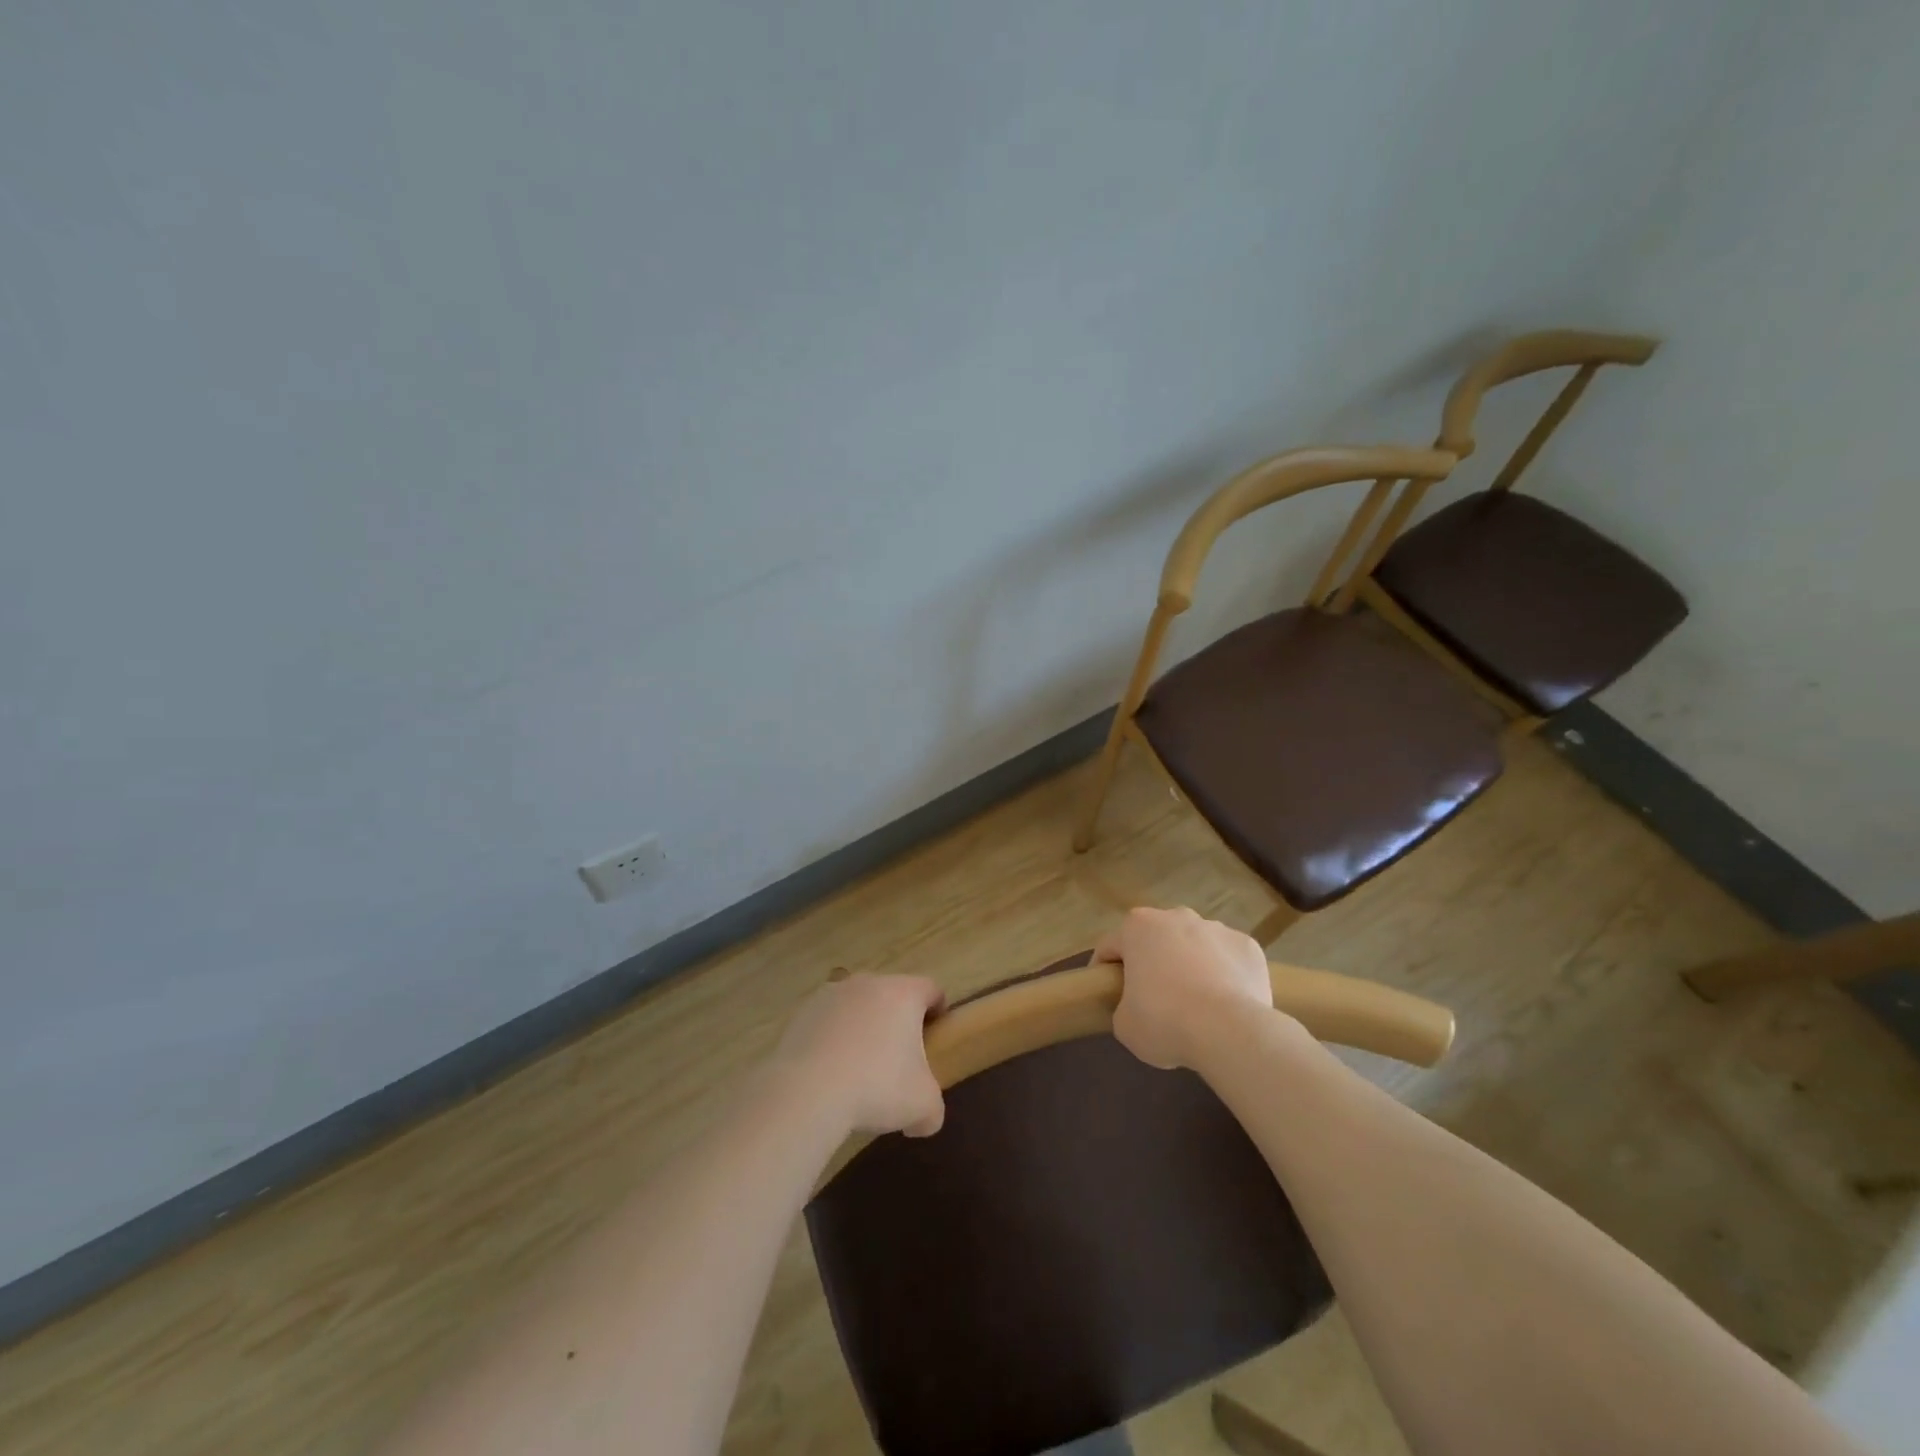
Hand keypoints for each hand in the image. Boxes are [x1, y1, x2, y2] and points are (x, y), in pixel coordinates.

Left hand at [772, 974, 946, 1137]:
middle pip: (891, 995)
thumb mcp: (923, 1106)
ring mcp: (831, 994)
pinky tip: (829, 1072)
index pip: (931, 989)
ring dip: (862, 1028)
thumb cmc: (877, 1088)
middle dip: (897, 1021)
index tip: (935, 1036)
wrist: (807, 1092)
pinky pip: (827, 1022)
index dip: (938, 1011)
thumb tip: (924, 1119)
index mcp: (903, 993)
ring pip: (857, 1006)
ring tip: (859, 1068)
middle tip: (898, 1058)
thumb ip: (933, 1109)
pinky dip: (832, 1039)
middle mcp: (868, 982)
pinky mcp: (802, 1013)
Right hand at [1094, 907, 1273, 1069]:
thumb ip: (1124, 1006)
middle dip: (1153, 962)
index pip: (1110, 946)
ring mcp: (1215, 928)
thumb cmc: (1165, 1021)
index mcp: (1138, 927)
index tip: (1107, 993)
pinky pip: (1229, 959)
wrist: (1230, 1031)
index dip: (1104, 970)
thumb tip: (1136, 1007)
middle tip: (1154, 998)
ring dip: (1191, 965)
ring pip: (1195, 945)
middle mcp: (1176, 917)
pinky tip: (1227, 1002)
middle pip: (1156, 940)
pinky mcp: (1248, 945)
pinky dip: (1225, 975)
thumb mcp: (1125, 1024)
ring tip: (1197, 1003)